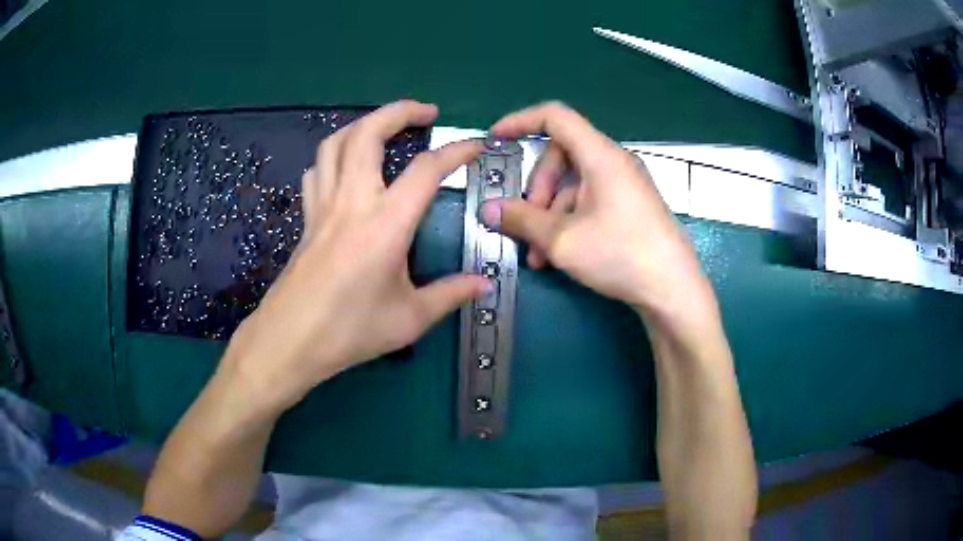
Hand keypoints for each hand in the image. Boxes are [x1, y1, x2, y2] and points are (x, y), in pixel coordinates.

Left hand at [222, 100, 489, 411]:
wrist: (290, 341)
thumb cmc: (350, 331)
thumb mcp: (409, 318)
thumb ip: (450, 294)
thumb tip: (484, 284)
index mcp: (385, 224)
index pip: (426, 170)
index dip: (456, 151)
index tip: (476, 145)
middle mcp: (352, 202)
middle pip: (368, 133)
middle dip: (399, 111)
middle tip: (426, 112)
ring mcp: (323, 206)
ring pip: (336, 143)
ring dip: (363, 125)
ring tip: (386, 129)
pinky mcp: (306, 218)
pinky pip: (317, 170)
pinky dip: (334, 156)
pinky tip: (346, 167)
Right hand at [480, 102, 713, 324]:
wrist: (673, 290)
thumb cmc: (621, 255)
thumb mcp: (563, 240)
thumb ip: (521, 220)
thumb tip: (488, 209)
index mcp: (600, 156)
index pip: (555, 117)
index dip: (520, 121)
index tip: (495, 139)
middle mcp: (613, 162)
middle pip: (560, 157)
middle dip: (536, 189)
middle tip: (525, 224)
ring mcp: (623, 185)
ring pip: (572, 185)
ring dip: (549, 215)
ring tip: (539, 255)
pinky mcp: (629, 206)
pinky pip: (588, 201)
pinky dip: (568, 222)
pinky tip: (558, 256)